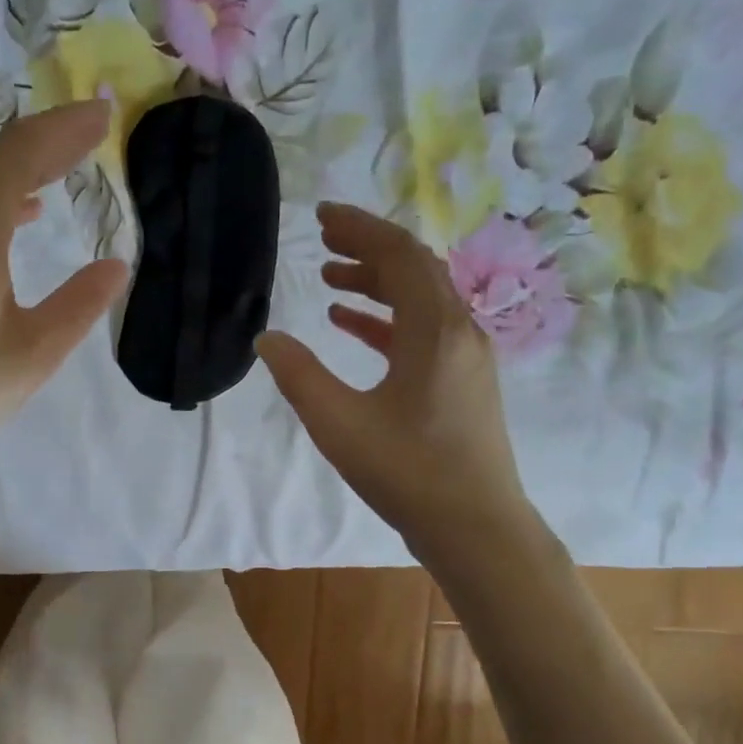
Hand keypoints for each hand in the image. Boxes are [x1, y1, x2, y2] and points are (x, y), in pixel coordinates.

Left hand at [0, 101, 127, 536]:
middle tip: (95, 128)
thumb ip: (78, 304)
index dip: (64, 130)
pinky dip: (4, 202)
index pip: (21, 157)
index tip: (105, 114)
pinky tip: (23, 217)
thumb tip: (114, 265)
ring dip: (26, 169)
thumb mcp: (33, 352)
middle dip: (49, 141)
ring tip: (68, 163)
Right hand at [255, 203, 529, 553]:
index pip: (399, 255)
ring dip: (377, 284)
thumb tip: (268, 339)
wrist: (474, 527)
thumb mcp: (339, 423)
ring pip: (420, 301)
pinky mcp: (462, 383)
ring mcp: (466, 357)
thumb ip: (299, 376)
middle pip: (414, 269)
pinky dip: (387, 321)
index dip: (360, 228)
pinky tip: (352, 326)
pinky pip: (424, 333)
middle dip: (368, 248)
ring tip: (331, 280)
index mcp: (435, 329)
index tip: (322, 216)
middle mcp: (459, 331)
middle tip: (322, 240)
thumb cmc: (407, 472)